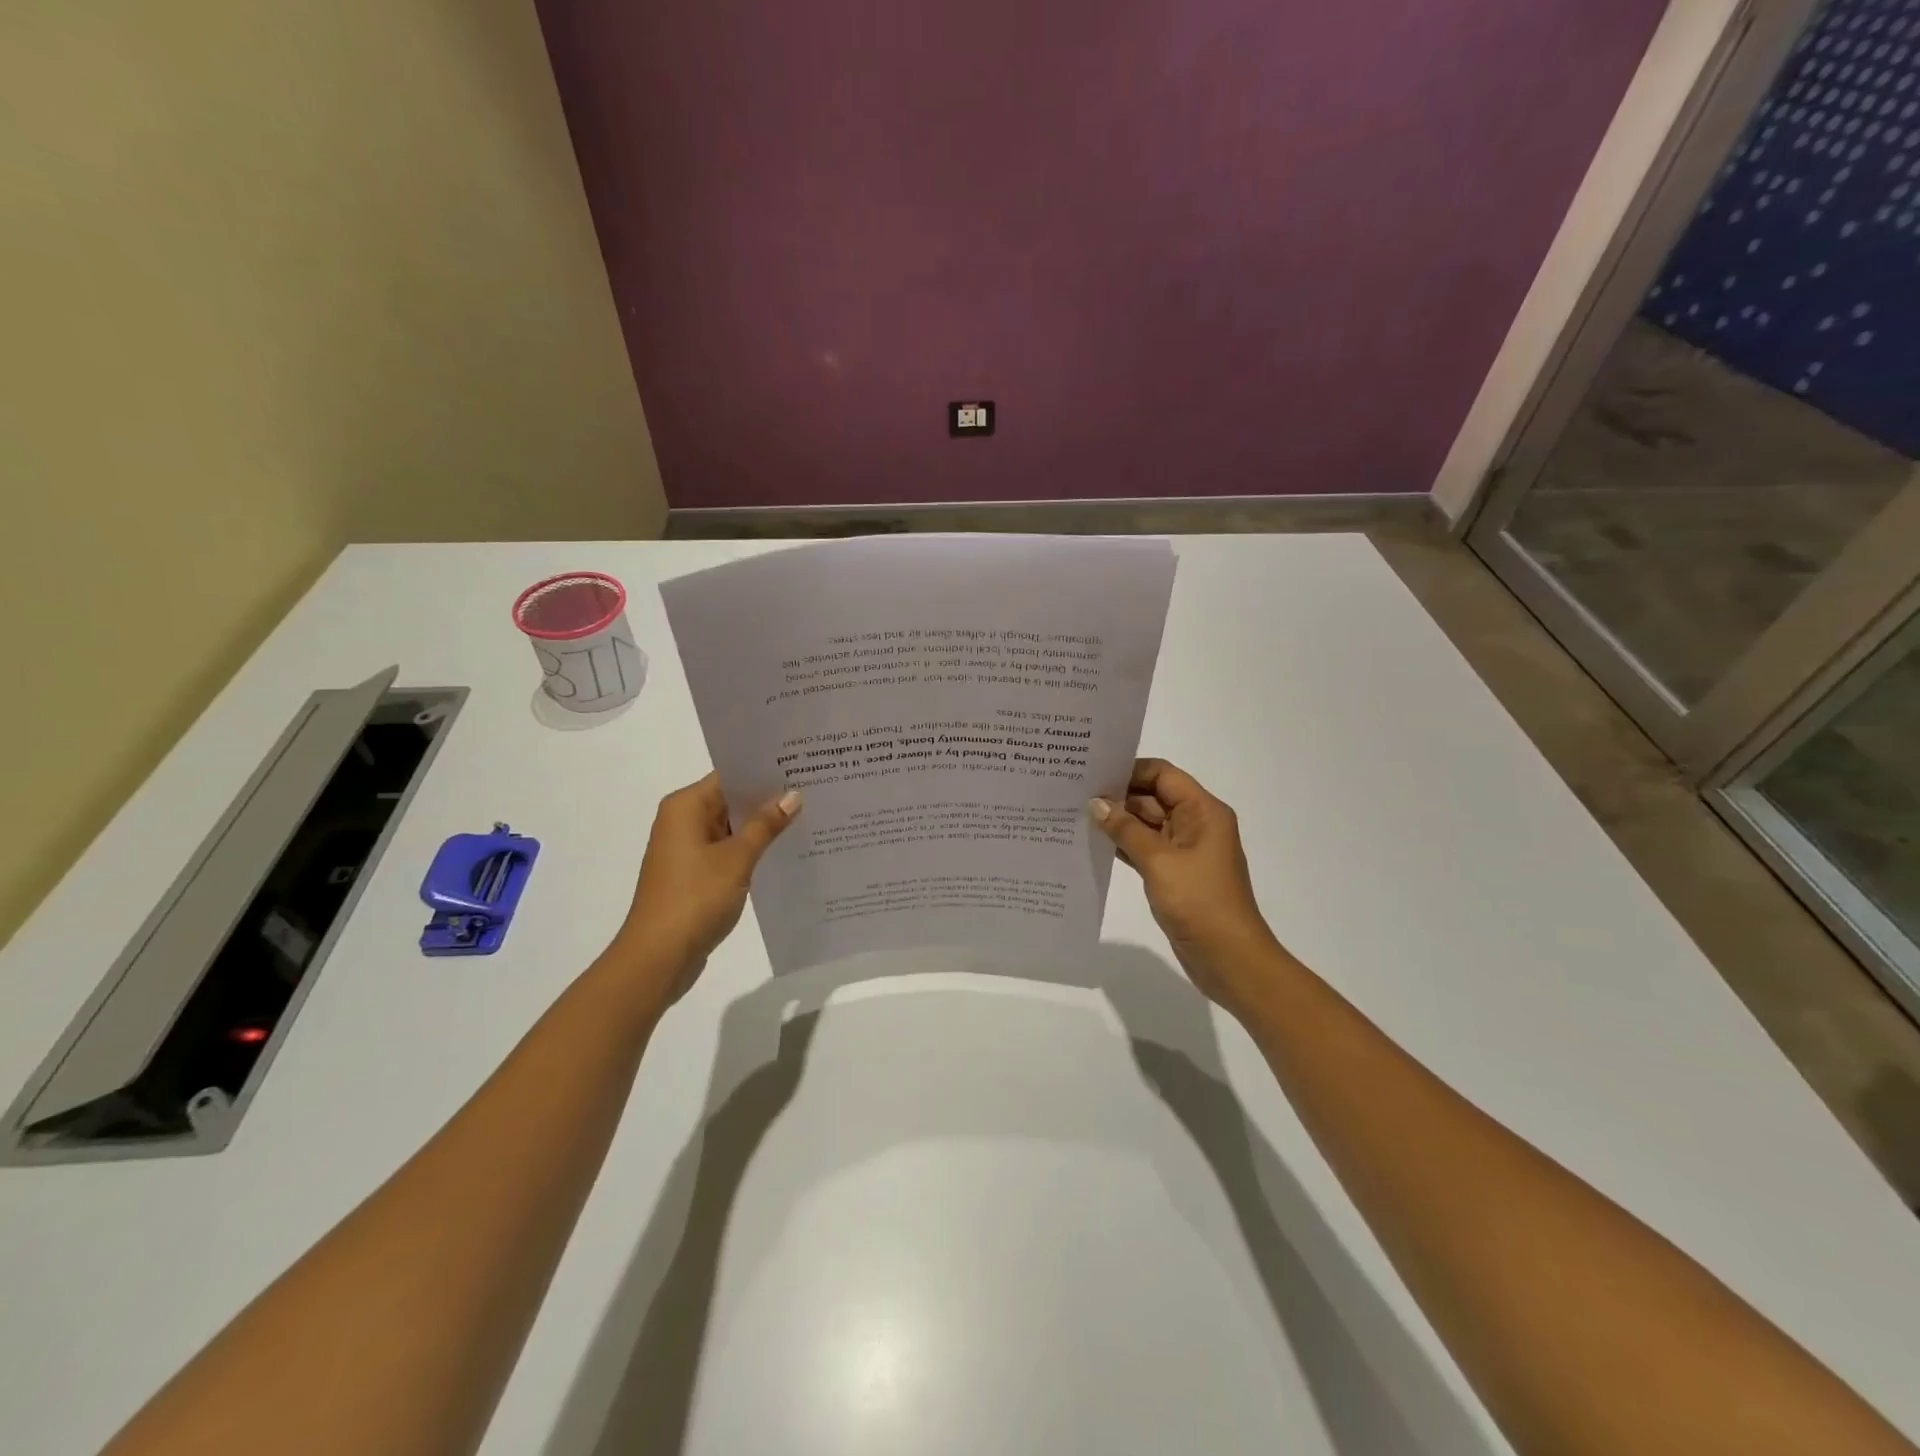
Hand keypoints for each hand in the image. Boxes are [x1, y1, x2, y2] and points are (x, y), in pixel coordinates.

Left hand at [608, 773, 799, 1002]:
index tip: (801, 766)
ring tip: (809, 816)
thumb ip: (765, 825)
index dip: (765, 771)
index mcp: (686, 807)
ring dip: (762, 826)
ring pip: (732, 826)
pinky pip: (727, 850)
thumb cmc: (695, 898)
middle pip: (731, 799)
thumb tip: (792, 795)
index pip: (730, 775)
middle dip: (768, 798)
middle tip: (814, 789)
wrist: (658, 957)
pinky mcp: (694, 874)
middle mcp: (682, 821)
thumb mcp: (737, 858)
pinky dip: (751, 849)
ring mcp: (687, 849)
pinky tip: (784, 851)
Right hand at [1091, 759, 1285, 1012]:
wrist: (1229, 959)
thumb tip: (1095, 803)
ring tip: (1075, 814)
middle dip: (1117, 795)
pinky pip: (1145, 848)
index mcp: (1203, 811)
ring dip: (1117, 821)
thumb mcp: (1159, 861)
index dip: (1129, 770)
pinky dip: (1123, 845)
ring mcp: (1185, 850)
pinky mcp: (1174, 873)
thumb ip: (1125, 829)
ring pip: (1146, 824)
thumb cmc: (1200, 902)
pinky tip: (1093, 843)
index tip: (1092, 772)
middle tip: (1073, 793)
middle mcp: (1196, 823)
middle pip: (1153, 797)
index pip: (1162, 775)